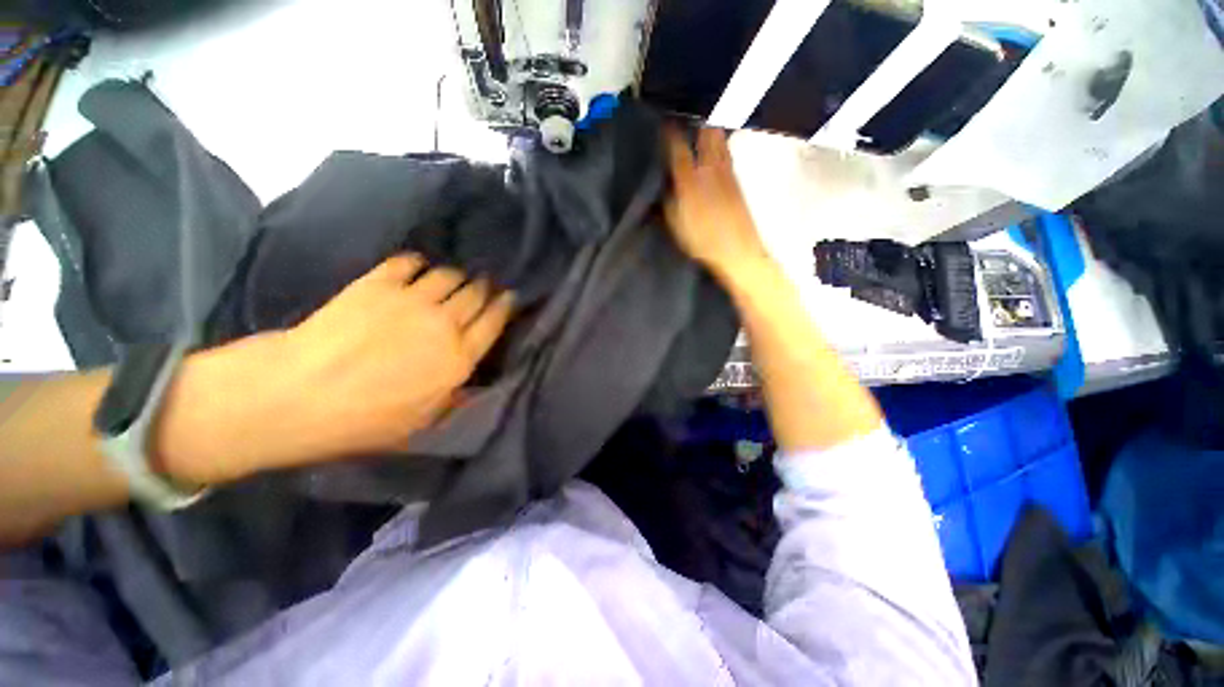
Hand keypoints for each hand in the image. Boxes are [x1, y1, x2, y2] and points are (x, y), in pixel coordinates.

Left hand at [284, 254, 514, 456]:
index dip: (505, 306)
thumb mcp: (423, 422)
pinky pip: (408, 263)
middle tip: (484, 285)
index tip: (509, 297)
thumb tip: (472, 381)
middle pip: (476, 294)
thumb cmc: (364, 420)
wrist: (298, 394)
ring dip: (455, 275)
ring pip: (448, 275)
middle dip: (484, 287)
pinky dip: (416, 263)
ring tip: (451, 278)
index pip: (494, 322)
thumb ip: (455, 397)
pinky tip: (416, 267)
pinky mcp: (377, 284)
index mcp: (459, 358)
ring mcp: (411, 300)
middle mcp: (444, 324)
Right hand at [664, 127, 769, 279]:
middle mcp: (710, 170)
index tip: (665, 123)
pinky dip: (720, 143)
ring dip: (709, 129)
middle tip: (686, 117)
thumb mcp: (677, 225)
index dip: (670, 135)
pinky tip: (717, 143)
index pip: (678, 150)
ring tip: (701, 123)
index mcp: (690, 181)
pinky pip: (727, 153)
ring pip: (719, 141)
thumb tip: (664, 183)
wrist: (737, 250)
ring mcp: (726, 173)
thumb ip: (669, 201)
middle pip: (705, 135)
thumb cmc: (702, 241)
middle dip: (695, 123)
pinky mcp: (737, 180)